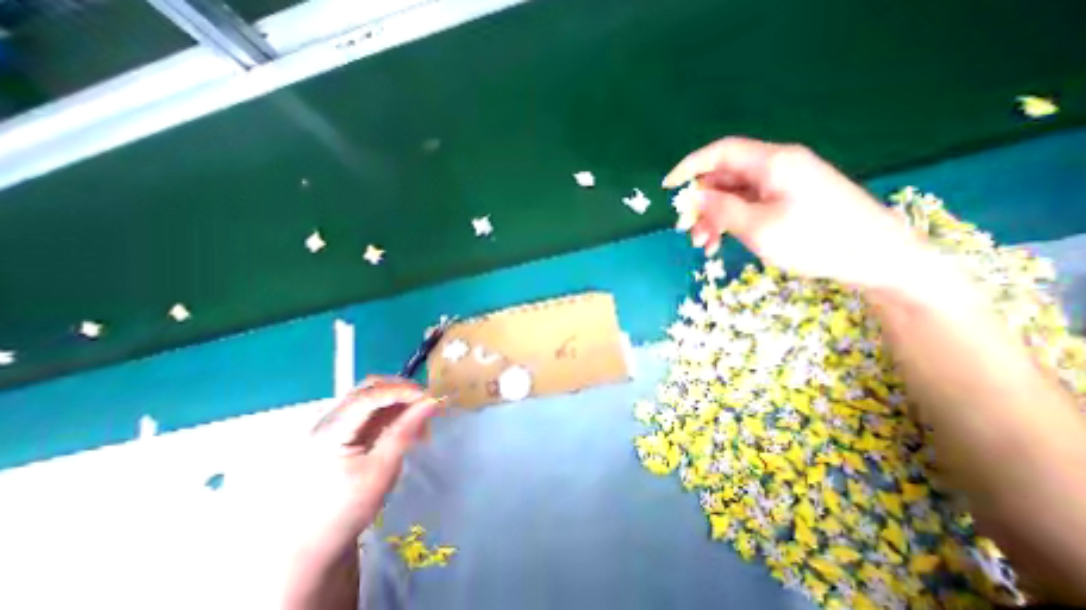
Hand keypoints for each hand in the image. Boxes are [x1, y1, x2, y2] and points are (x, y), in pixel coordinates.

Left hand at [291, 376, 441, 552]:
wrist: (312, 545)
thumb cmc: (347, 510)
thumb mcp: (382, 470)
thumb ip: (406, 430)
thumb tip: (430, 401)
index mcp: (329, 433)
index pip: (368, 396)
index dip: (400, 390)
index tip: (428, 396)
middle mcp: (326, 422)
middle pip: (367, 389)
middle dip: (400, 389)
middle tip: (425, 400)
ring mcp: (331, 426)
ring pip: (369, 396)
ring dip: (397, 399)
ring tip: (418, 412)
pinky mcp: (339, 432)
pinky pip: (369, 410)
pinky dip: (390, 410)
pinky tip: (404, 422)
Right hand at [662, 138, 924, 290]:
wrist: (876, 257)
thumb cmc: (816, 240)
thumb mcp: (759, 227)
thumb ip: (721, 209)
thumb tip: (693, 197)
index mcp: (772, 163)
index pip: (720, 152)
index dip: (690, 166)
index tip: (668, 187)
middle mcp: (776, 167)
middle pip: (724, 177)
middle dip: (701, 204)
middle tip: (687, 231)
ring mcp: (782, 185)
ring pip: (733, 195)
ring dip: (713, 218)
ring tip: (703, 245)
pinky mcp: (786, 201)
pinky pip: (747, 206)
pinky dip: (729, 223)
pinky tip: (720, 243)